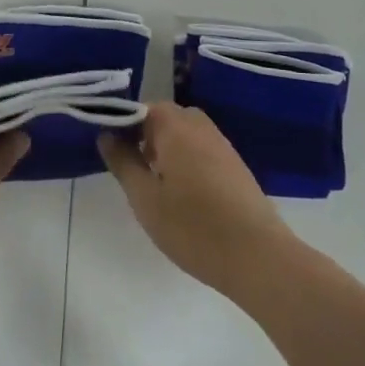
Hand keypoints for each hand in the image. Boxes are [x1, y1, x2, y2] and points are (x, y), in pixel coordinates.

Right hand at [98, 102, 295, 301]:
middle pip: (165, 117)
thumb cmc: (192, 227)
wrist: (258, 257)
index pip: (141, 108)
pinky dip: (187, 160)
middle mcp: (200, 126)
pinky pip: (202, 149)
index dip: (122, 125)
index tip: (111, 151)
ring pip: (185, 133)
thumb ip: (123, 162)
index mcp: (175, 127)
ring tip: (156, 184)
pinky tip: (184, 194)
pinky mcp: (235, 165)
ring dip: (166, 148)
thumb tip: (107, 135)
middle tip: (133, 169)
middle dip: (145, 135)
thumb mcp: (145, 198)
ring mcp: (222, 145)